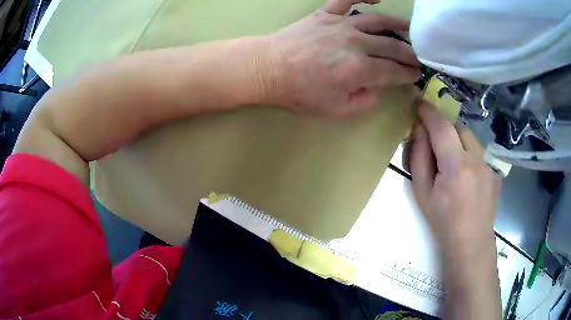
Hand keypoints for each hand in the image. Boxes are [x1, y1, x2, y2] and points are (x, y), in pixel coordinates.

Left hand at [266, 0, 420, 116]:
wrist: (268, 69)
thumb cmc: (300, 93)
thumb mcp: (337, 111)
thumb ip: (366, 100)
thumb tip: (380, 86)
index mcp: (359, 69)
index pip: (395, 71)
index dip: (410, 74)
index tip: (417, 75)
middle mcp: (356, 43)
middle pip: (392, 46)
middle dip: (409, 53)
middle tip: (418, 57)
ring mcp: (340, 24)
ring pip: (377, 21)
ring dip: (397, 24)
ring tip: (409, 29)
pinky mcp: (325, 14)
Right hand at [410, 101, 500, 252]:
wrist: (471, 241)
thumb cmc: (442, 221)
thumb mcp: (422, 192)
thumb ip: (419, 157)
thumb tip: (420, 131)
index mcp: (455, 166)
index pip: (441, 126)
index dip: (428, 111)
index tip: (419, 103)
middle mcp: (476, 158)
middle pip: (458, 127)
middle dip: (445, 127)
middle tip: (436, 142)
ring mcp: (489, 164)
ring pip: (471, 138)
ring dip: (458, 140)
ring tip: (453, 162)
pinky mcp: (496, 170)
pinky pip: (479, 152)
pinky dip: (469, 154)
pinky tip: (468, 176)